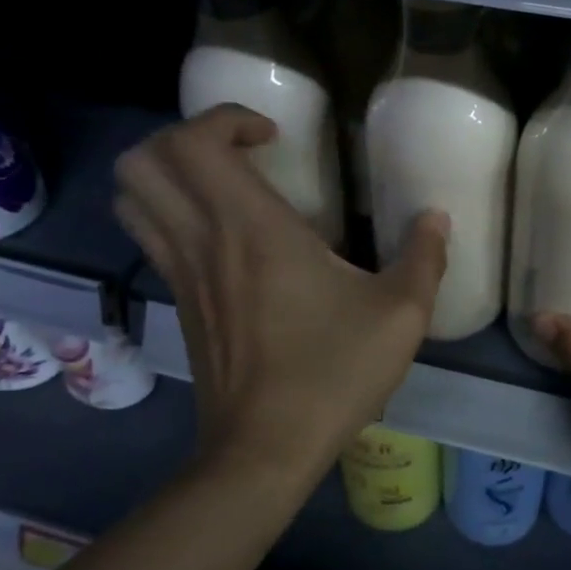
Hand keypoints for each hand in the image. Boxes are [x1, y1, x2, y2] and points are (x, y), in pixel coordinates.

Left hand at [114, 106, 448, 487]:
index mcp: (252, 228)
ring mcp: (181, 273)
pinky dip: (170, 211)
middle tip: (240, 151)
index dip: (225, 118)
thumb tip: (437, 218)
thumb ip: (425, 257)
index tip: (274, 136)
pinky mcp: (178, 303)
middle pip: (143, 160)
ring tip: (222, 182)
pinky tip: (225, 236)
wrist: (263, 451)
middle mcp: (202, 240)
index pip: (195, 143)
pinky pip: (151, 235)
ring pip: (133, 197)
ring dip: (168, 172)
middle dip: (184, 135)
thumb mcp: (401, 314)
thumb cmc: (331, 374)